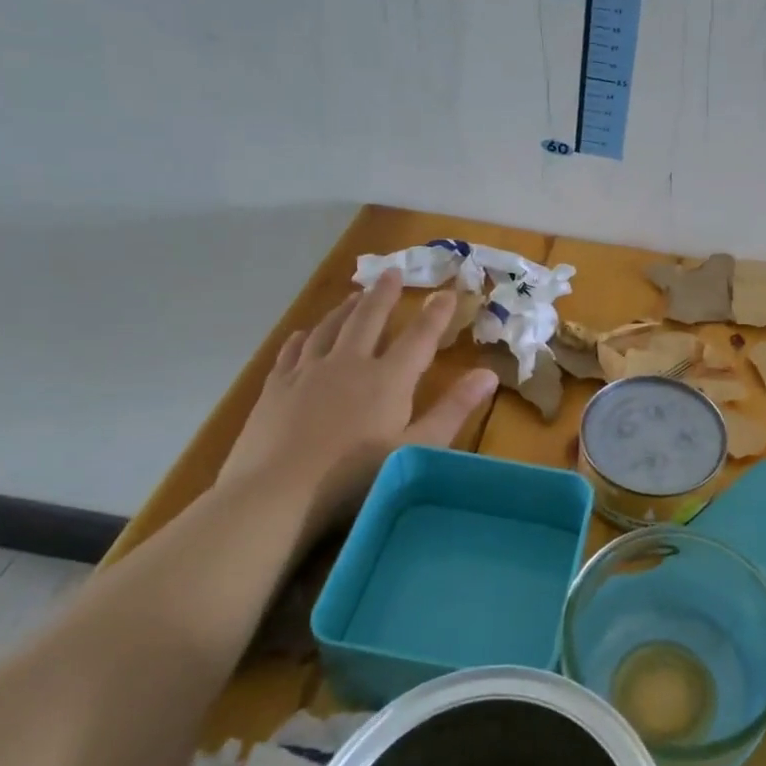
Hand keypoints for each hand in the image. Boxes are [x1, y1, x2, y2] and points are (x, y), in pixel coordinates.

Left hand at [217, 272, 498, 542]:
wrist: (276, 493)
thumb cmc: (354, 477)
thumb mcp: (417, 448)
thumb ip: (453, 410)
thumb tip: (489, 374)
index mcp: (388, 379)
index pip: (418, 338)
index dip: (435, 315)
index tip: (447, 292)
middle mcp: (349, 364)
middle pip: (368, 319)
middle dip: (384, 295)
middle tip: (392, 272)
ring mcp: (307, 373)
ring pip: (329, 328)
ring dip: (344, 309)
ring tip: (353, 296)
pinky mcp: (276, 388)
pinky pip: (291, 352)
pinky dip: (301, 338)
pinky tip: (302, 334)